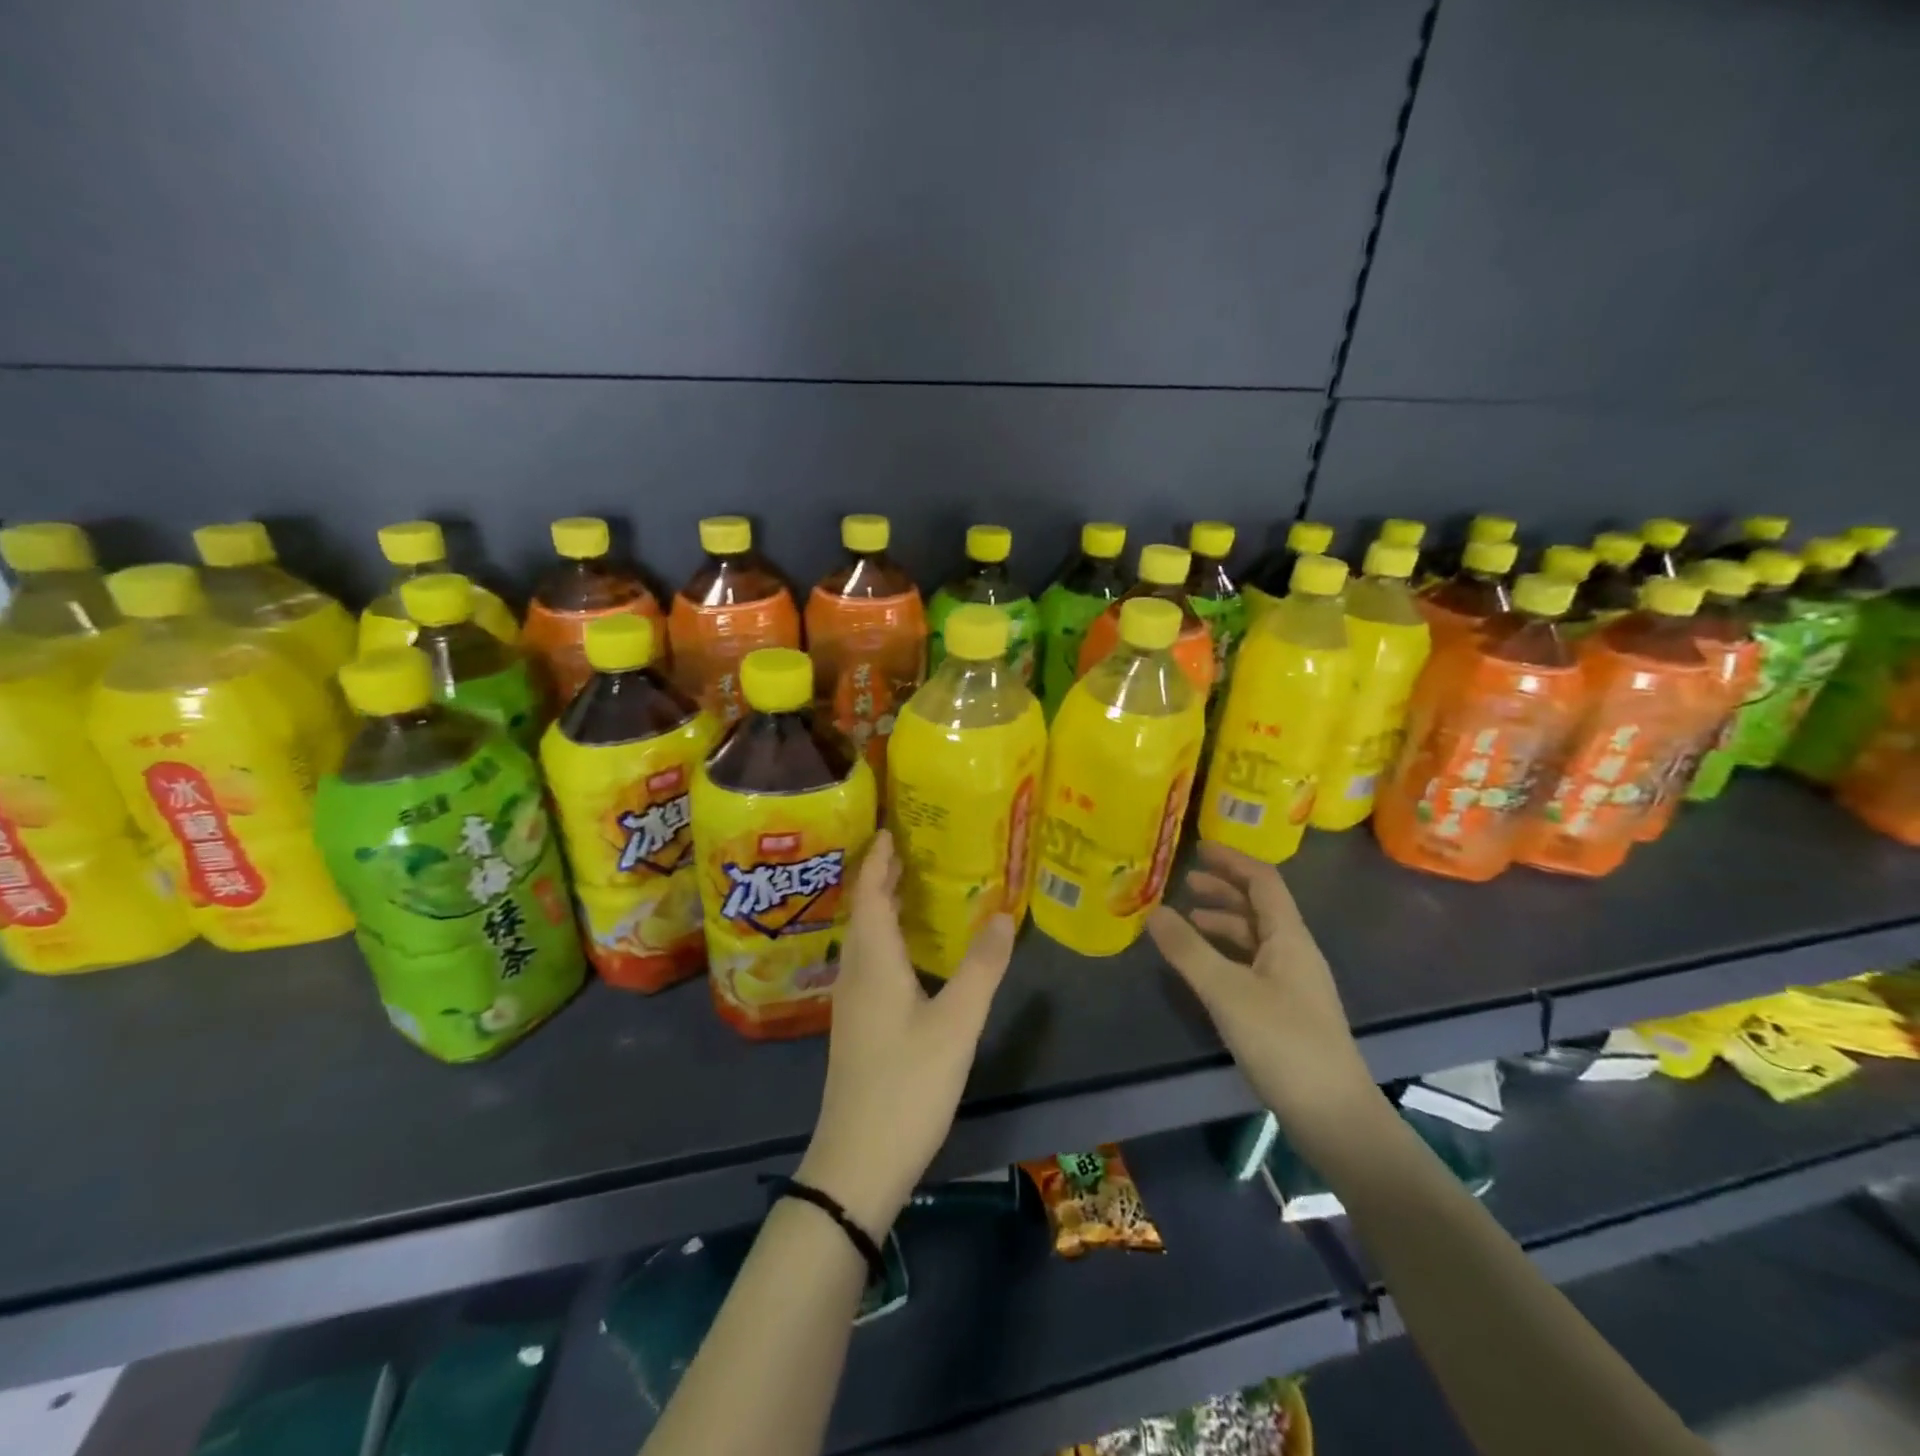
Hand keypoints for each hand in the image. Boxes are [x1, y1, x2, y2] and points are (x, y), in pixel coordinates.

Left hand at [798, 830, 1015, 1235]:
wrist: (857, 1162)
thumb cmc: (907, 1085)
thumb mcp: (956, 1024)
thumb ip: (981, 967)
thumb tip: (1004, 913)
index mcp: (873, 961)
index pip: (871, 892)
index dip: (880, 858)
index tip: (894, 827)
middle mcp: (856, 972)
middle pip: (865, 910)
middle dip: (884, 876)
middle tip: (916, 848)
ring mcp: (853, 1002)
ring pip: (866, 937)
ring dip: (885, 906)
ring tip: (917, 887)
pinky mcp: (858, 1025)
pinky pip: (871, 961)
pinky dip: (888, 938)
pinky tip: (912, 951)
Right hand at [1148, 842, 1380, 1150]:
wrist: (1333, 1115)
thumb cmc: (1283, 1043)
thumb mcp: (1227, 992)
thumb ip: (1188, 950)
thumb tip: (1153, 911)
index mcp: (1289, 937)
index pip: (1262, 881)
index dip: (1232, 860)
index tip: (1198, 847)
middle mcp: (1294, 952)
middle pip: (1259, 906)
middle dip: (1223, 889)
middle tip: (1184, 883)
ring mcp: (1293, 983)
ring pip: (1255, 937)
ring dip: (1223, 921)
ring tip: (1187, 920)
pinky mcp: (1286, 1010)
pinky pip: (1252, 963)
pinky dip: (1226, 953)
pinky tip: (1204, 967)